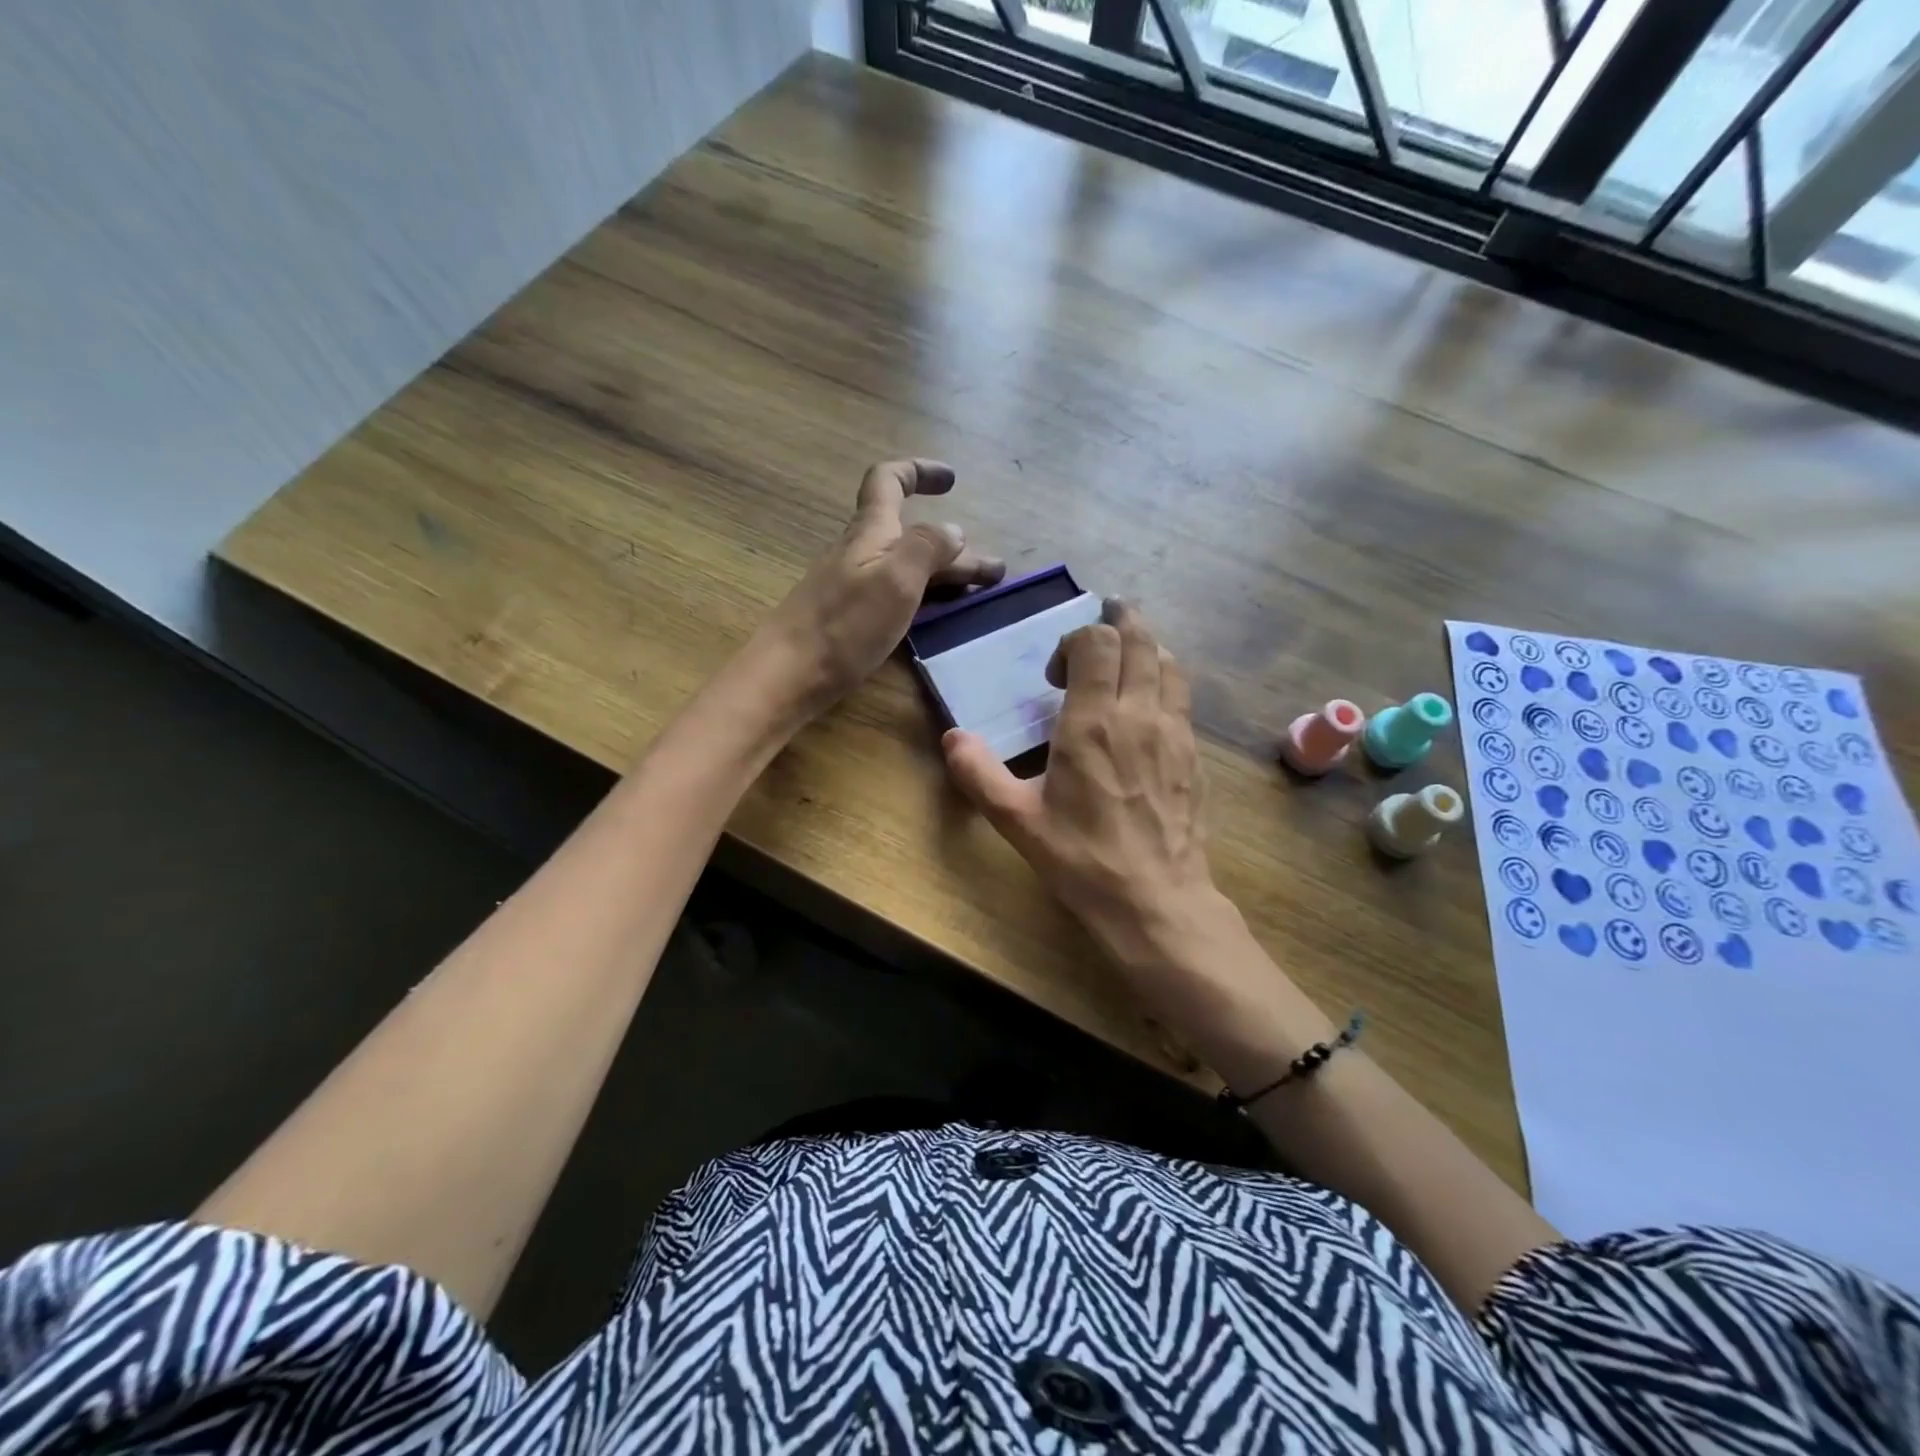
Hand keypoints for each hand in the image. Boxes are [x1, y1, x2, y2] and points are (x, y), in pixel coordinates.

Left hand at [754, 459, 1004, 714]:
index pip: (889, 480)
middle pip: (912, 536)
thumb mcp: (895, 580)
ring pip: (907, 568)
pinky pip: (896, 595)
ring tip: (981, 594)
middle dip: (955, 547)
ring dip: (945, 574)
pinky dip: (925, 596)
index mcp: (870, 533)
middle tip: (995, 572)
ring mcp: (854, 587)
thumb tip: (954, 529)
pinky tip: (938, 614)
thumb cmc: (843, 625)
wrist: (788, 675)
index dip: (918, 471)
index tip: (952, 481)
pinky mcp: (850, 619)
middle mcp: (861, 553)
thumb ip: (927, 547)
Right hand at [943, 600, 1218, 965]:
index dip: (1076, 640)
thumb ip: (979, 773)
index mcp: (1093, 723)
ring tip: (1125, 659)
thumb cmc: (1081, 859)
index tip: (1056, 675)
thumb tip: (953, 738)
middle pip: (1139, 640)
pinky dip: (1164, 681)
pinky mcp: (1195, 755)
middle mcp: (1139, 715)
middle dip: (1118, 623)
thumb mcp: (1016, 819)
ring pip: (1169, 663)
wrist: (1155, 901)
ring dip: (1145, 648)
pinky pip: (1183, 697)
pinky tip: (1148, 706)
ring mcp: (1175, 733)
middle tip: (1098, 629)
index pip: (1097, 642)